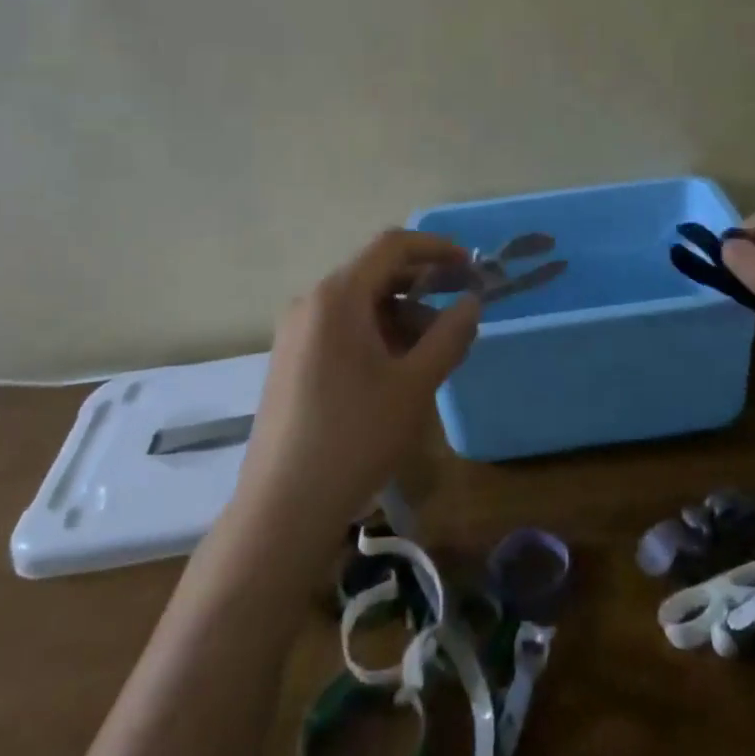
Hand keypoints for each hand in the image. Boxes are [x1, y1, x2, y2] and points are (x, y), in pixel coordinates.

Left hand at [233, 230, 479, 542]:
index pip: (391, 246)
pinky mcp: (291, 360)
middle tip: (461, 308)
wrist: (283, 508)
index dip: (435, 247)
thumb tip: (471, 302)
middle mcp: (311, 303)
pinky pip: (341, 328)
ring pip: (359, 304)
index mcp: (337, 297)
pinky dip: (377, 334)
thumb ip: (449, 335)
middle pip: (374, 273)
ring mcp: (296, 332)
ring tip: (435, 351)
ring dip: (402, 315)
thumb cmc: (355, 438)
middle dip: (423, 285)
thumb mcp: (414, 385)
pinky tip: (398, 370)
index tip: (470, 266)